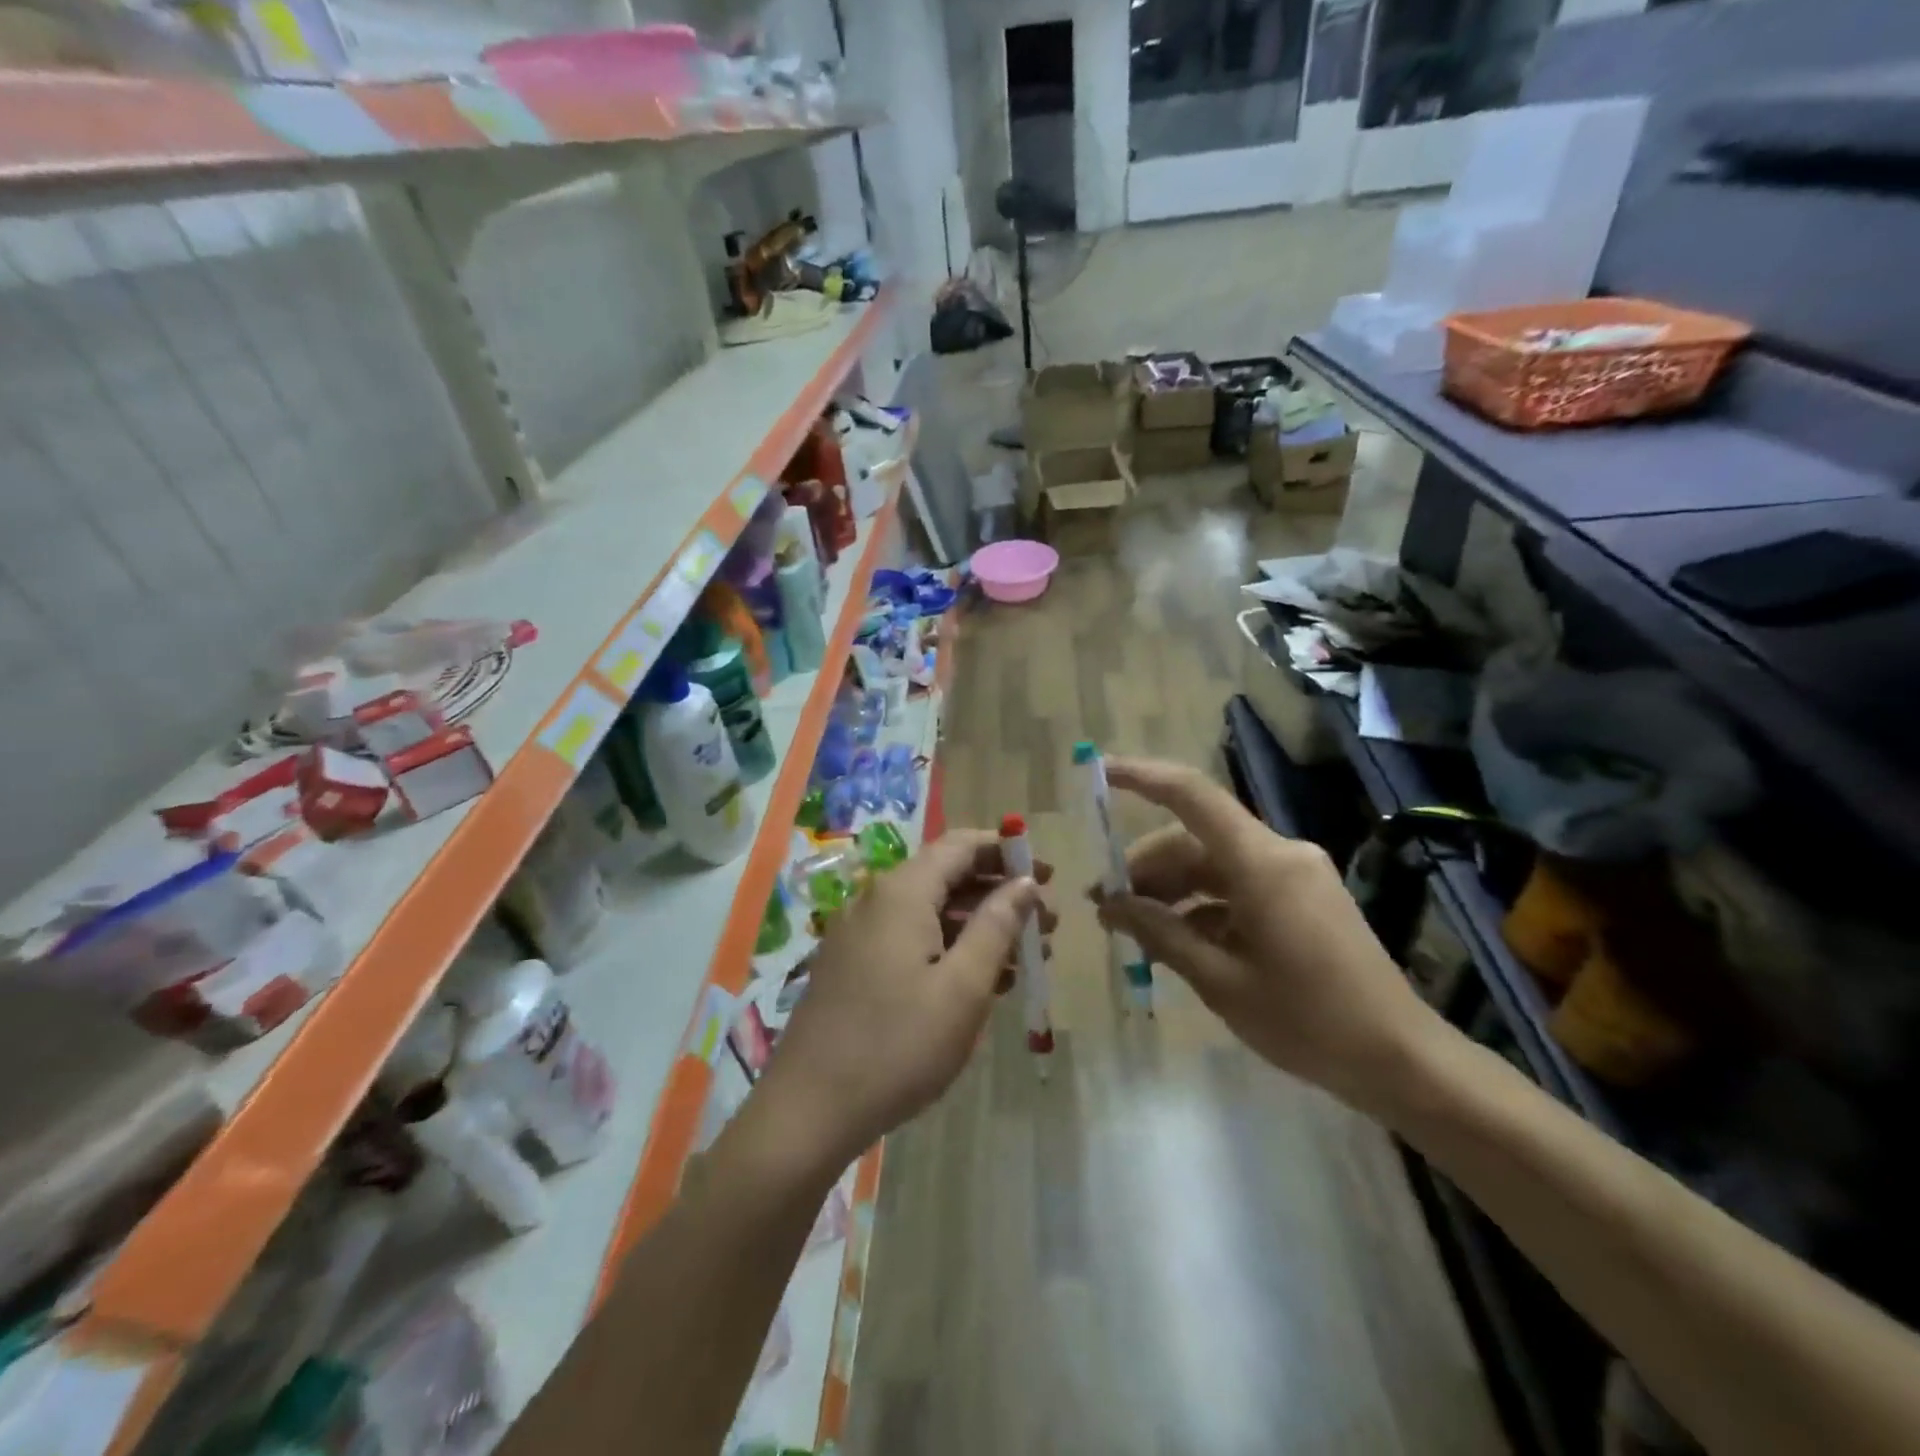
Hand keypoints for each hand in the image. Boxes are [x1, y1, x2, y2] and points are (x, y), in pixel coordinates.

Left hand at [759, 831, 1049, 1172]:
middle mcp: (876, 900)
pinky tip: (981, 982)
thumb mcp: (962, 988)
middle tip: (1046, 925)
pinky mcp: (852, 966)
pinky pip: (910, 939)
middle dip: (999, 894)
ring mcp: (859, 934)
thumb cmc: (897, 1046)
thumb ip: (997, 926)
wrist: (808, 1110)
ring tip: (1025, 958)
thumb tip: (1024, 883)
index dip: (1006, 852)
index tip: (1047, 875)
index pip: (960, 846)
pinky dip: (949, 948)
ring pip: (930, 912)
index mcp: (902, 893)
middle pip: (946, 877)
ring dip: (978, 926)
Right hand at [1094, 757, 1440, 1111]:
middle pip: (1195, 839)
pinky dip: (1203, 906)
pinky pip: (1238, 886)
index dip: (1141, 776)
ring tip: (1135, 930)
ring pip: (1213, 864)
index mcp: (1261, 863)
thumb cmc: (1308, 1022)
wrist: (1402, 1061)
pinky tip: (1178, 941)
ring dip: (1171, 890)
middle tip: (1106, 907)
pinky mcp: (1303, 898)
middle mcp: (1280, 854)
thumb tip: (1110, 906)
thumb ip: (1160, 934)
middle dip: (1146, 867)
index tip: (1098, 772)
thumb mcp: (1220, 981)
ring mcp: (1295, 875)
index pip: (1191, 795)